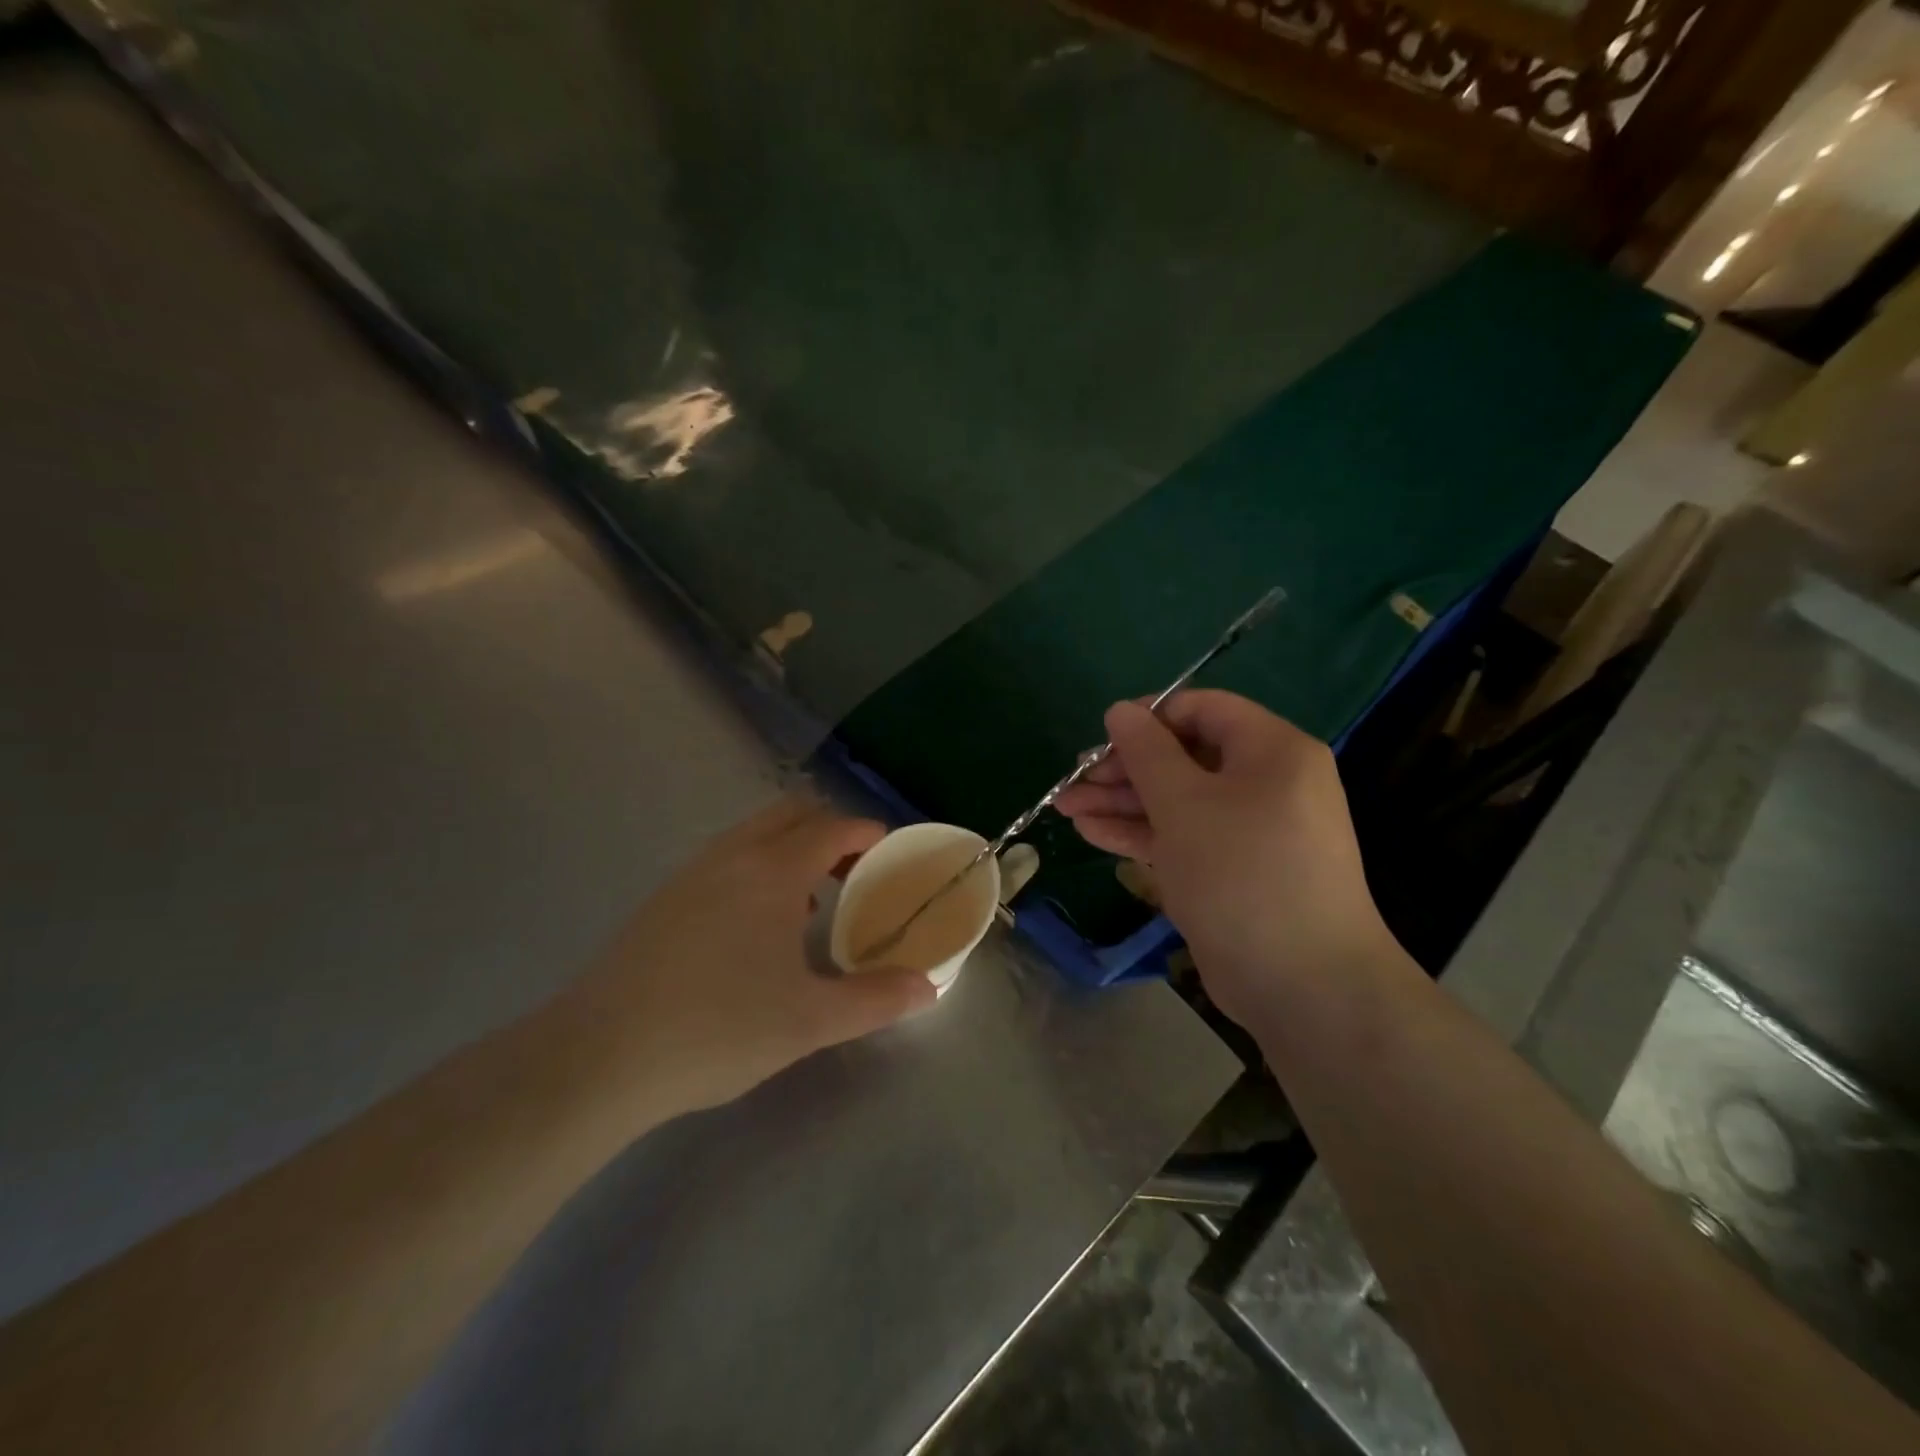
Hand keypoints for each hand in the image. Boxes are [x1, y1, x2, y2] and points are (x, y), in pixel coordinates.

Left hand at [565, 796, 935, 1115]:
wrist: (598, 1057)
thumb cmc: (717, 1029)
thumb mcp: (810, 1021)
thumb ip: (876, 999)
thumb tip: (930, 987)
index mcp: (773, 870)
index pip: (833, 827)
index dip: (868, 834)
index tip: (892, 856)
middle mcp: (732, 856)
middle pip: (791, 814)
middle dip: (831, 831)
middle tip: (856, 873)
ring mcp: (691, 874)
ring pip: (754, 834)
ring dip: (791, 849)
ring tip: (811, 902)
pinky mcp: (663, 899)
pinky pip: (726, 859)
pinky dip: (758, 868)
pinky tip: (756, 928)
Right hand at [1054, 691, 1398, 1028]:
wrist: (1302, 983)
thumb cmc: (1241, 872)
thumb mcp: (1184, 803)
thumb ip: (1147, 751)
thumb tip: (1120, 710)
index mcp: (1272, 751)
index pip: (1204, 710)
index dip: (1149, 716)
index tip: (1102, 735)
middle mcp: (1266, 783)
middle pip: (1185, 757)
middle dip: (1124, 767)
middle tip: (1073, 780)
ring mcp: (1249, 830)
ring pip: (1178, 800)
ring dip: (1122, 802)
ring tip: (1065, 807)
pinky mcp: (1232, 870)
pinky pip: (1184, 836)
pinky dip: (1141, 832)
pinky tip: (1091, 832)